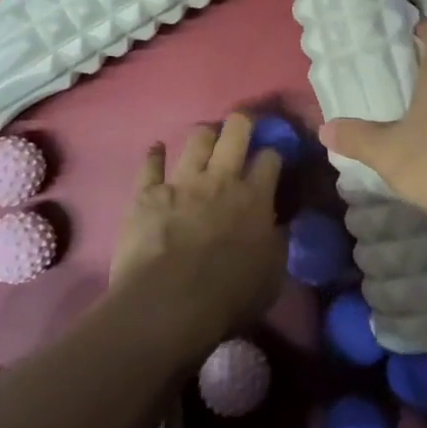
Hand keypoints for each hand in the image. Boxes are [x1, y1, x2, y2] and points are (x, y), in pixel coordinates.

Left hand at [110, 113, 285, 344]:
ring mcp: (182, 182)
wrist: (168, 304)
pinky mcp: (147, 193)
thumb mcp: (272, 276)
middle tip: (242, 127)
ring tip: (205, 139)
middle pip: (236, 131)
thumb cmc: (228, 296)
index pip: (271, 157)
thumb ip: (277, 244)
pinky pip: (150, 164)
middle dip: (242, 123)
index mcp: (255, 198)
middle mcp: (221, 179)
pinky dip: (154, 154)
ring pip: (197, 138)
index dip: (273, 154)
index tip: (271, 160)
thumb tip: (279, 227)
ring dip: (204, 135)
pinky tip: (156, 149)